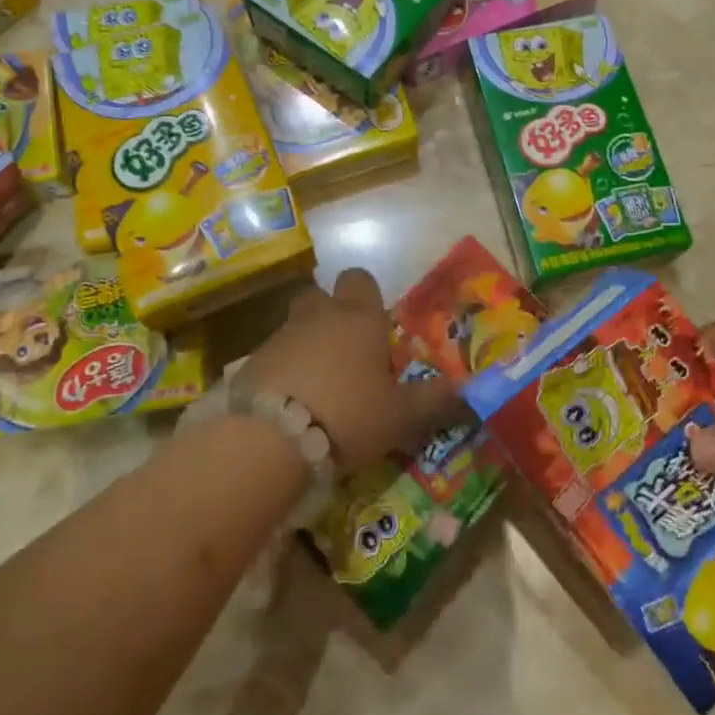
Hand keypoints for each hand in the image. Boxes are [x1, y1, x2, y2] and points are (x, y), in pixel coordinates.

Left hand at [246, 269, 462, 471]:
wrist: (271, 435)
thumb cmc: (348, 413)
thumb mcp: (400, 415)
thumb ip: (432, 400)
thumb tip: (465, 389)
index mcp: (357, 318)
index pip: (360, 279)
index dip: (367, 295)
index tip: (376, 325)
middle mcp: (317, 316)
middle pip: (320, 296)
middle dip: (330, 315)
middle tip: (346, 352)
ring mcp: (279, 336)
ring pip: (295, 327)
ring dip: (306, 346)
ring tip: (319, 388)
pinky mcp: (250, 362)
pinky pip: (272, 357)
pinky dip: (282, 372)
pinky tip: (290, 405)